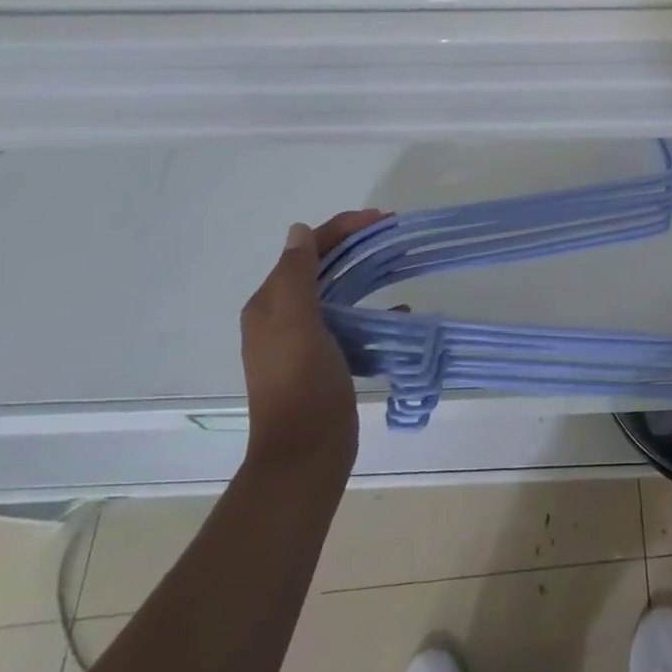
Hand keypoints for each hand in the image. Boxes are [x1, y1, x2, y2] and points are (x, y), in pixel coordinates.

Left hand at [239, 211, 386, 480]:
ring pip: (338, 292)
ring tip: (400, 265)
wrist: (306, 452)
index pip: (306, 249)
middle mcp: (282, 316)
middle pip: (323, 266)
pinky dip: (374, 312)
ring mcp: (304, 340)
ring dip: (367, 274)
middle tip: (394, 234)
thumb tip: (299, 230)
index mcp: (270, 303)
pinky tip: (400, 315)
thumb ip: (296, 274)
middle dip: (356, 245)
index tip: (383, 218)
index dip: (342, 228)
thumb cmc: (301, 383)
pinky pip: (351, 322)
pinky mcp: (326, 360)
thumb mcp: (296, 321)